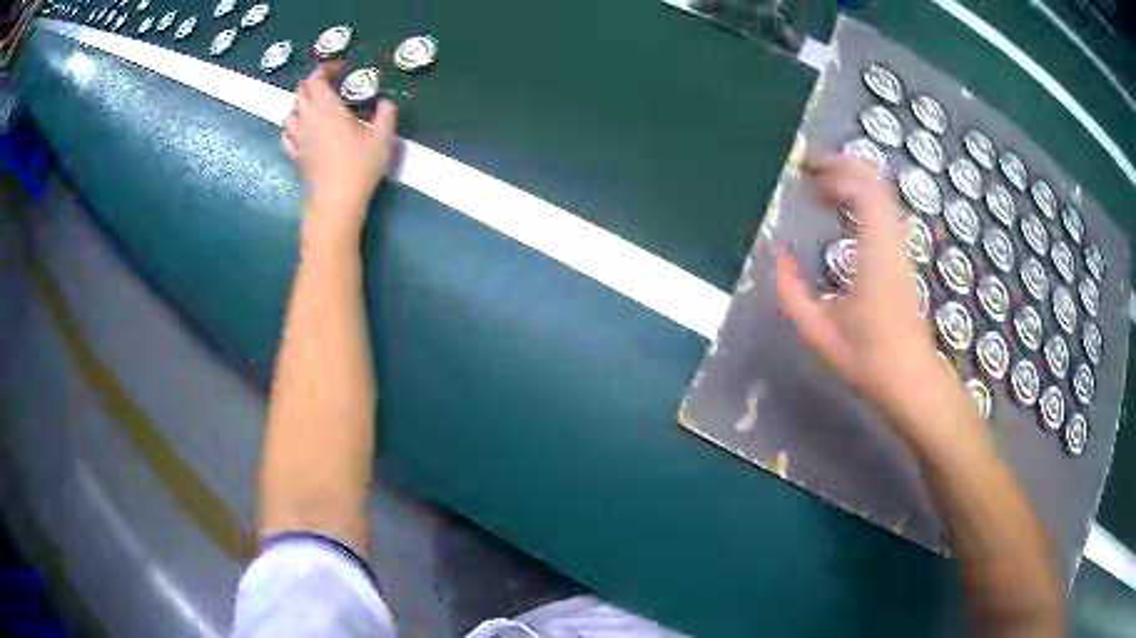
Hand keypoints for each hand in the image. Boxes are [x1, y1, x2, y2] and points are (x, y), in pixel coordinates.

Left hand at [282, 63, 398, 237]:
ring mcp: (297, 137)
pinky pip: (286, 134)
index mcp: (326, 106)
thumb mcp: (384, 134)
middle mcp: (307, 117)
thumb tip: (385, 102)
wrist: (336, 200)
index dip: (328, 68)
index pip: (317, 77)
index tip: (343, 69)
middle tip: (332, 85)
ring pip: (291, 111)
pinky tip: (301, 129)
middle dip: (315, 83)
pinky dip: (292, 125)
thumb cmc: (360, 164)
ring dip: (302, 103)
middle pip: (301, 91)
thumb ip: (387, 111)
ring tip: (317, 106)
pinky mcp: (294, 155)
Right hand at [776, 155, 976, 446]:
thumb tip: (777, 253)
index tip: (802, 178)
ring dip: (850, 180)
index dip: (831, 174)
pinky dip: (861, 198)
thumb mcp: (816, 331)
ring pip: (881, 192)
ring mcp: (901, 245)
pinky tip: (840, 212)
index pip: (861, 190)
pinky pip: (883, 209)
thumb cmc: (866, 359)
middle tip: (807, 171)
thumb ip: (790, 290)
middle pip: (874, 180)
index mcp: (874, 253)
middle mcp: (892, 240)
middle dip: (840, 165)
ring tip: (819, 189)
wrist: (909, 379)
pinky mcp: (902, 254)